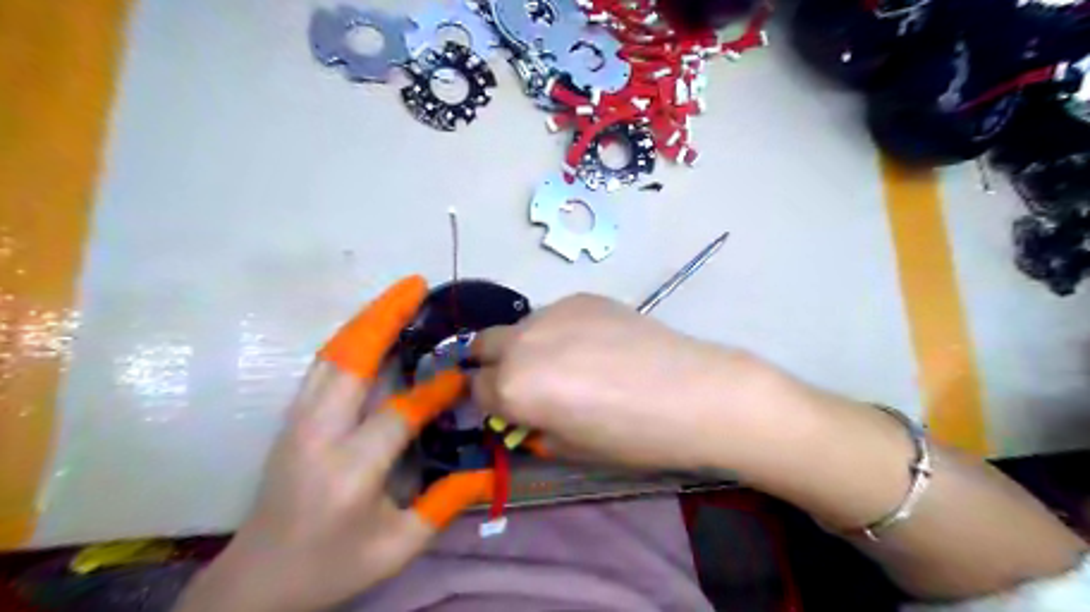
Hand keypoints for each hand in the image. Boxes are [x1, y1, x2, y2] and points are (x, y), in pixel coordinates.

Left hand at [177, 277, 492, 610]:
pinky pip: (324, 365)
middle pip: (349, 360)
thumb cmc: (330, 567)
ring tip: (399, 297)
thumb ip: (445, 504)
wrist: (255, 581)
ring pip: (332, 355)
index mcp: (348, 471)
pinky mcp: (292, 418)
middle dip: (384, 317)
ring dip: (366, 320)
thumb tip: (487, 468)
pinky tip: (371, 328)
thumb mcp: (397, 548)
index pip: (398, 413)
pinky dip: (350, 338)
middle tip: (416, 286)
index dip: (434, 391)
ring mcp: (297, 421)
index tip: (462, 378)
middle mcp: (316, 435)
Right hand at [474, 294, 770, 470]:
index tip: (505, 408)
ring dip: (526, 344)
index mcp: (512, 387)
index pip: (476, 391)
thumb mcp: (570, 448)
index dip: (489, 403)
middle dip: (491, 364)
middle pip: (482, 346)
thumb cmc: (630, 436)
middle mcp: (521, 343)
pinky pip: (555, 314)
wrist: (690, 393)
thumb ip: (533, 428)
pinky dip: (560, 330)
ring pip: (519, 327)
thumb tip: (525, 415)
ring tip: (566, 360)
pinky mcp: (581, 297)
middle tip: (521, 380)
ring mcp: (552, 313)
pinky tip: (596, 344)